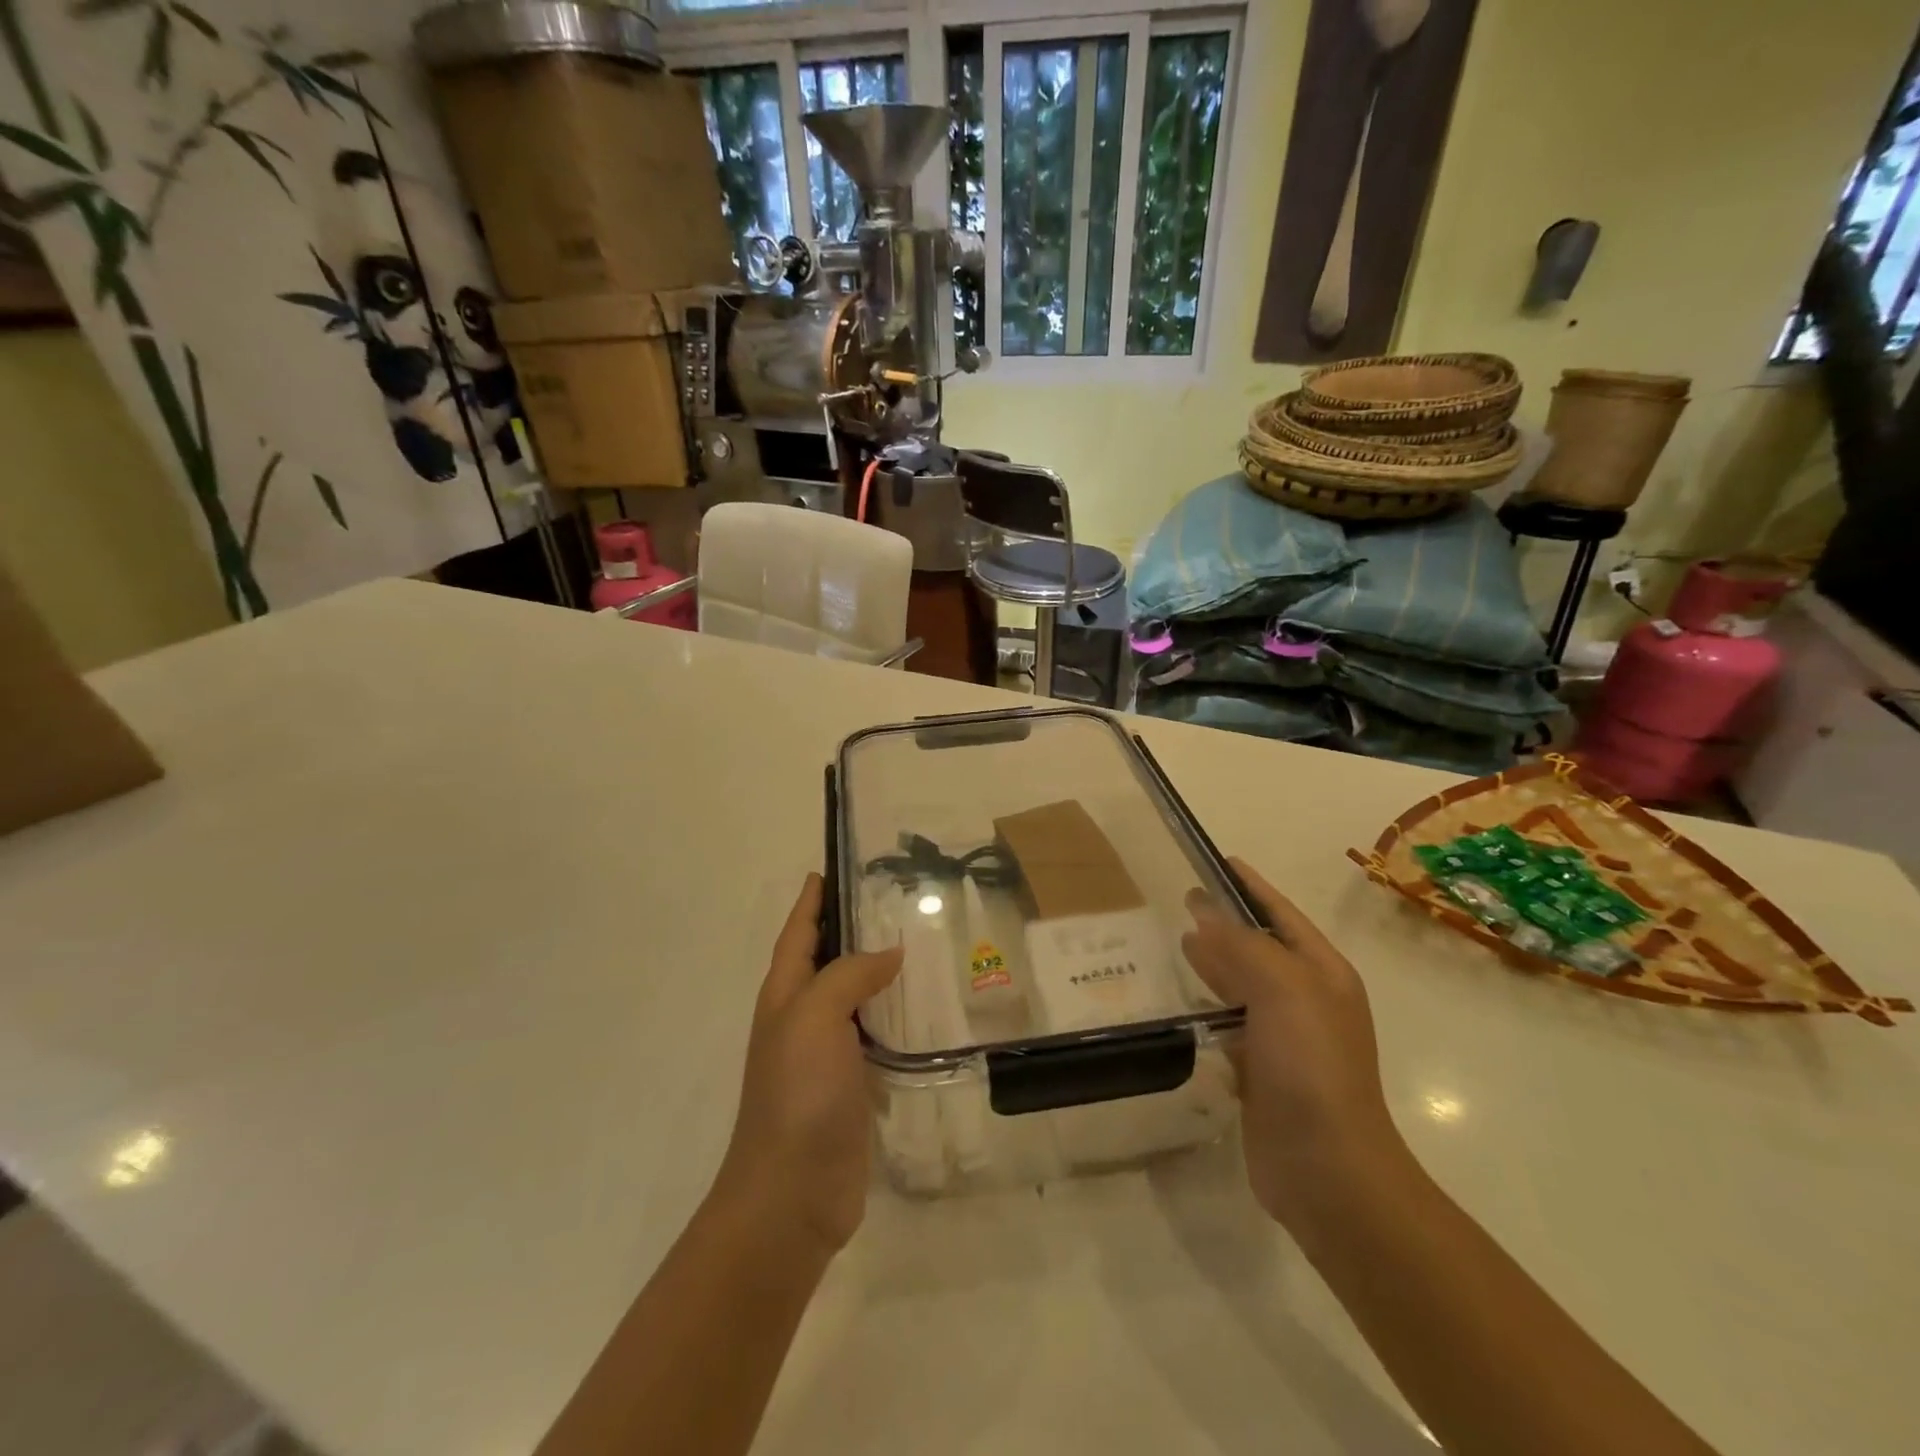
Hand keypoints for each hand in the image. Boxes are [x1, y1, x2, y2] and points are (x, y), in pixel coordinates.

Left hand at [714, 873, 902, 1256]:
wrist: (791, 1194)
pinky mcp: (853, 1085)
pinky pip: (877, 1036)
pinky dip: (896, 1017)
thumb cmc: (797, 1094)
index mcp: (785, 994)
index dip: (813, 899)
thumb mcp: (815, 1017)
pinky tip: (926, 1010)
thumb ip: (849, 975)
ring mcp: (827, 1054)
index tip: (834, 866)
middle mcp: (803, 1017)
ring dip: (879, 972)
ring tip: (921, 945)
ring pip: (856, 997)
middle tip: (897, 900)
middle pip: (828, 959)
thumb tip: (889, 953)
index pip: (799, 931)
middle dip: (852, 928)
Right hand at [1182, 858, 1409, 1230]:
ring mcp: (1285, 1038)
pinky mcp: (1261, 1071)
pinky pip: (1230, 1024)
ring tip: (1177, 942)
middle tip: (1182, 900)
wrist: (1327, 1169)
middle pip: (1260, 946)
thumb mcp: (1281, 989)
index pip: (1281, 914)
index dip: (1250, 886)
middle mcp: (1307, 1000)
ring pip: (1242, 985)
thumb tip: (1203, 910)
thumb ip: (1241, 944)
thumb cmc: (1311, 1065)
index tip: (1215, 861)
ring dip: (1214, 962)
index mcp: (1322, 973)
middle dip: (1225, 922)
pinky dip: (1208, 1006)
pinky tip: (1184, 1000)